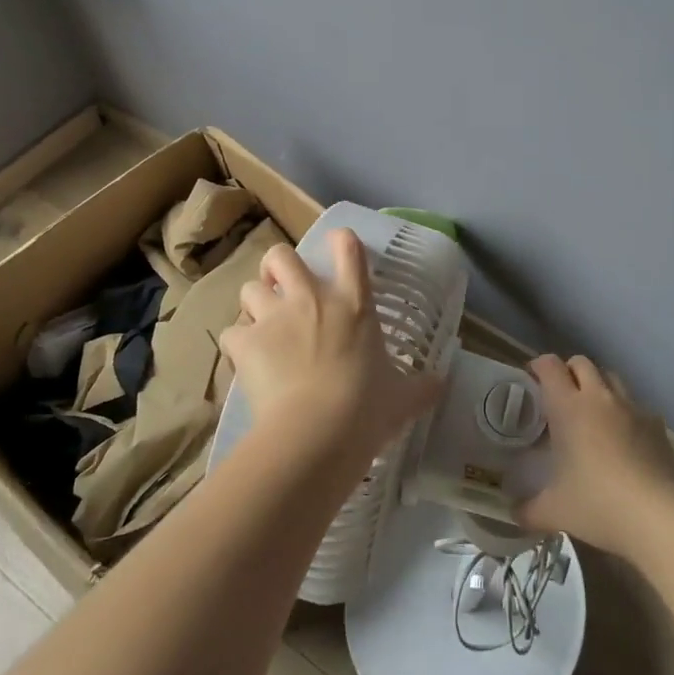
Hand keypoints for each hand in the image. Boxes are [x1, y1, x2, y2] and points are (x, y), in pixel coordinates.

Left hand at [219, 230, 443, 461]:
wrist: (316, 433)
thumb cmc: (366, 409)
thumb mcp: (403, 398)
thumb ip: (422, 387)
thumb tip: (442, 384)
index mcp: (354, 304)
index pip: (349, 249)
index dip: (341, 241)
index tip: (338, 246)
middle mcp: (311, 299)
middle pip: (281, 256)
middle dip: (277, 266)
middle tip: (280, 286)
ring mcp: (275, 318)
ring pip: (249, 288)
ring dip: (254, 303)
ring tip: (259, 324)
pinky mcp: (246, 343)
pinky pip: (231, 333)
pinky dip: (237, 344)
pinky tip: (244, 360)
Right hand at [514, 353, 673, 557]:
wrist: (657, 516)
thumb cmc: (596, 505)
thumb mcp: (553, 511)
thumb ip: (527, 509)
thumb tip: (513, 514)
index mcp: (568, 407)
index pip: (550, 366)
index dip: (538, 366)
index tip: (531, 380)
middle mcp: (600, 397)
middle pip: (582, 363)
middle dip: (569, 372)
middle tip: (560, 397)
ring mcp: (632, 407)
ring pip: (611, 378)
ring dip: (598, 387)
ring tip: (592, 413)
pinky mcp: (656, 424)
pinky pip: (636, 407)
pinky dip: (626, 414)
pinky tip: (625, 440)